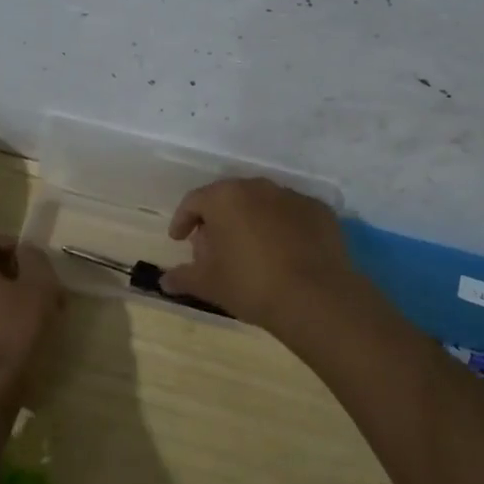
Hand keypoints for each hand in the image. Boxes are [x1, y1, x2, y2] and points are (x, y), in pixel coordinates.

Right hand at [160, 178, 362, 329]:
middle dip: (218, 219)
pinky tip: (284, 253)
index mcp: (225, 198)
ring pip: (262, 203)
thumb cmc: (250, 285)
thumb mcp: (208, 284)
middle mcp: (258, 187)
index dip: (183, 220)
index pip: (194, 201)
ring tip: (250, 250)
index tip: (179, 239)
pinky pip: (291, 215)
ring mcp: (292, 196)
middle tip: (213, 247)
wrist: (315, 296)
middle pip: (229, 198)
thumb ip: (183, 277)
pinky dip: (282, 227)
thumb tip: (164, 280)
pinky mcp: (319, 210)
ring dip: (251, 220)